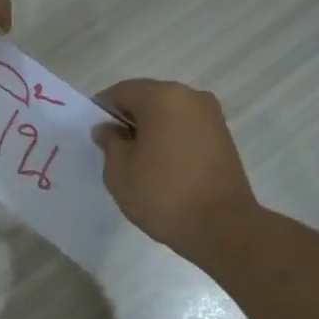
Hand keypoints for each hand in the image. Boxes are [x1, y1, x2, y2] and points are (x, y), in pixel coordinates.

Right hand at [93, 79, 257, 252]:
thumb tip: (108, 129)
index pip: (121, 92)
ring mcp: (212, 117)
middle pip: (148, 100)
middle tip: (114, 152)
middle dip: (128, 121)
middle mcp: (191, 97)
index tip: (95, 136)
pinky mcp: (224, 138)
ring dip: (150, 133)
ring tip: (139, 165)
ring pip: (168, 116)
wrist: (221, 226)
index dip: (102, 111)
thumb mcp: (119, 170)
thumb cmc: (162, 193)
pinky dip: (170, 142)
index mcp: (162, 96)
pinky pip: (186, 131)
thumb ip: (109, 142)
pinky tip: (162, 169)